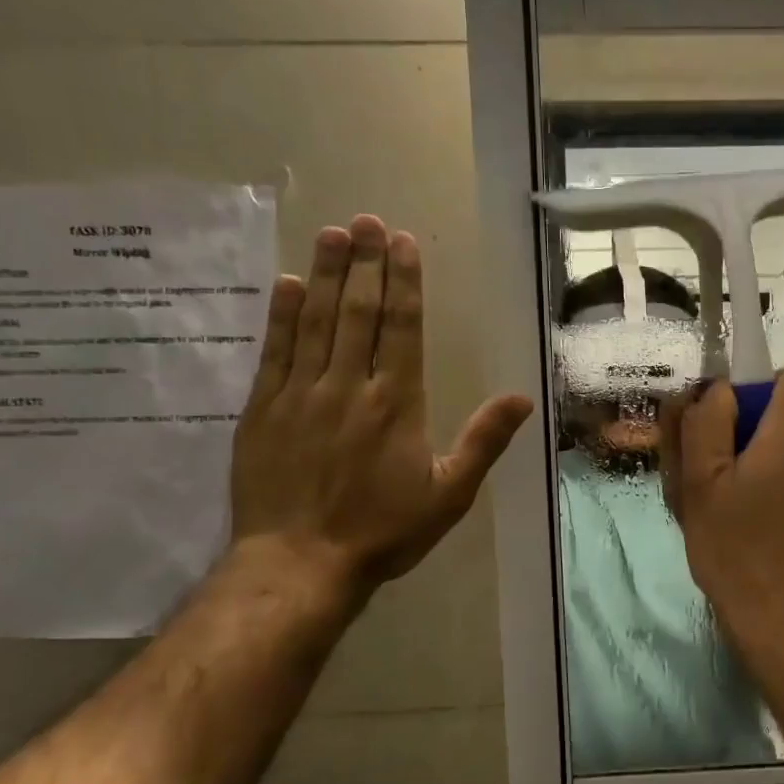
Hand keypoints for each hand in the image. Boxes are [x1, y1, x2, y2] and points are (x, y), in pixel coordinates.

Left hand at [230, 215, 532, 596]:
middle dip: (365, 262)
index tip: (402, 242)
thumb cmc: (383, 531)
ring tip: (332, 233)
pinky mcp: (262, 410)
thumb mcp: (448, 494)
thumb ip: (483, 441)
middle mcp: (348, 386)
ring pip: (314, 321)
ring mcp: (300, 394)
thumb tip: (521, 398)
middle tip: (367, 219)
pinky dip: (280, 314)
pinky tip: (286, 283)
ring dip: (324, 274)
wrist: (300, 563)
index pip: (401, 327)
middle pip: (358, 311)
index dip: (403, 281)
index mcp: (396, 402)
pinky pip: (273, 351)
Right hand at [660, 370, 783, 667]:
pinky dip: (771, 495)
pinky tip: (745, 533)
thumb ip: (706, 425)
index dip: (755, 389)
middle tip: (705, 479)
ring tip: (720, 513)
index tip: (723, 423)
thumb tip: (720, 390)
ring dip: (754, 471)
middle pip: (782, 421)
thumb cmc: (738, 551)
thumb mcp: (701, 484)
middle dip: (743, 437)